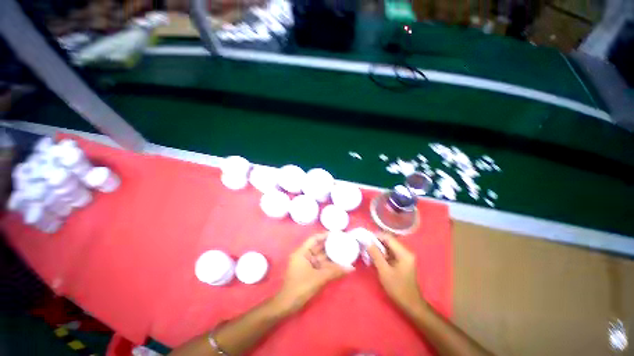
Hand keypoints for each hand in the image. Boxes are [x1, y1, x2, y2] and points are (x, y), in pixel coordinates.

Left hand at [275, 233, 348, 313]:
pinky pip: (319, 264)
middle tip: (342, 241)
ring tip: (342, 250)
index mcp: (302, 252)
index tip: (336, 234)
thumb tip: (351, 268)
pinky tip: (337, 262)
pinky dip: (328, 263)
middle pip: (318, 246)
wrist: (288, 305)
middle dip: (329, 244)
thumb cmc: (301, 287)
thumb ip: (335, 272)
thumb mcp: (319, 278)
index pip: (314, 239)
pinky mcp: (308, 271)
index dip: (325, 235)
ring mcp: (306, 264)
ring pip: (320, 256)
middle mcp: (303, 255)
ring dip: (330, 254)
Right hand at [367, 233, 425, 313]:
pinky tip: (375, 257)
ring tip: (368, 250)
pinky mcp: (403, 261)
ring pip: (389, 246)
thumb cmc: (398, 289)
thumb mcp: (384, 271)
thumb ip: (376, 255)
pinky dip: (382, 253)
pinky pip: (391, 252)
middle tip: (365, 245)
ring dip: (379, 247)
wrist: (411, 305)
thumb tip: (368, 242)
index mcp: (404, 253)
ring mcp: (405, 256)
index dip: (376, 236)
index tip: (365, 239)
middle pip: (389, 241)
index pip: (388, 237)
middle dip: (376, 242)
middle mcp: (406, 251)